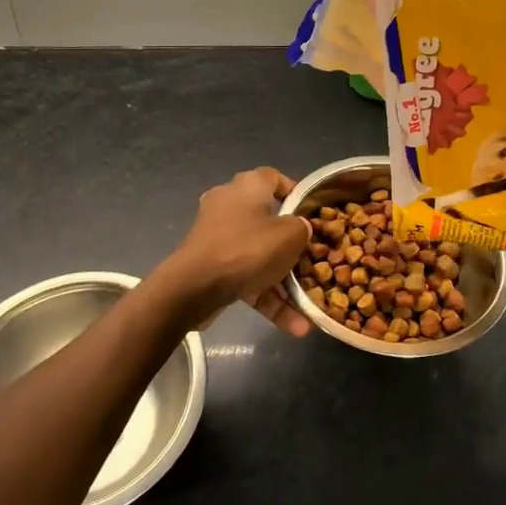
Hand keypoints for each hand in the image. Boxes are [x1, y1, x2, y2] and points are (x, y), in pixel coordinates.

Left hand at [160, 167, 314, 335]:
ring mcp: (217, 236)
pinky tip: (295, 327)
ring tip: (309, 304)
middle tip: (312, 257)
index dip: (295, 192)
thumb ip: (301, 228)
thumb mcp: (290, 236)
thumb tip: (300, 228)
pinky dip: (266, 296)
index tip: (311, 212)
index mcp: (248, 186)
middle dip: (291, 243)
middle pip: (267, 219)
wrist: (193, 288)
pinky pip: (246, 276)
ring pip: (258, 253)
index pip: (274, 178)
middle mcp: (230, 205)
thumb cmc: (247, 249)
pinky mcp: (211, 265)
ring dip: (283, 281)